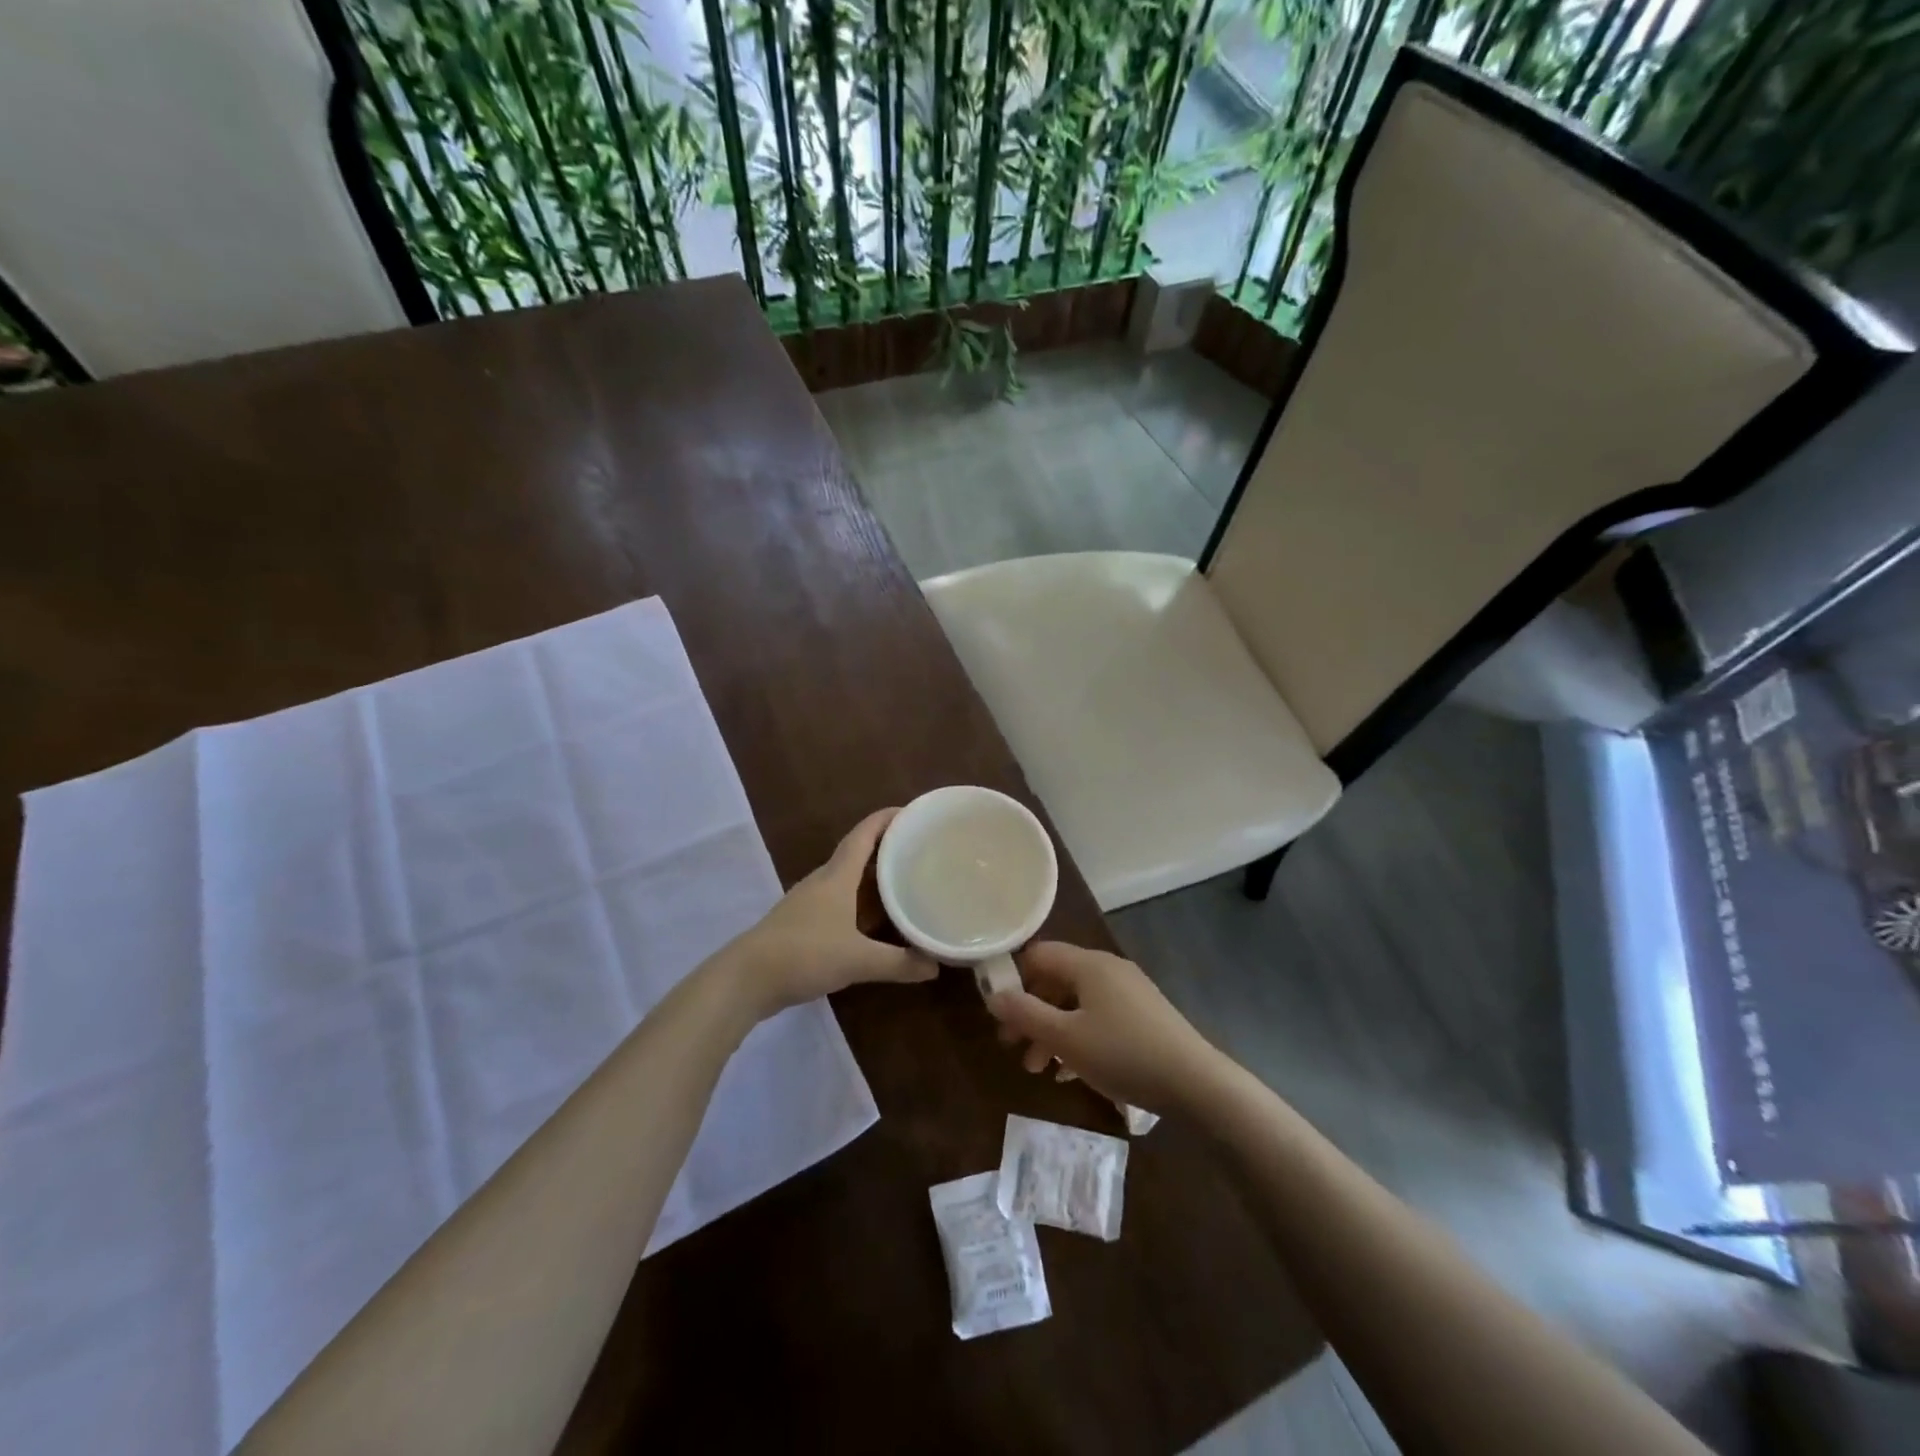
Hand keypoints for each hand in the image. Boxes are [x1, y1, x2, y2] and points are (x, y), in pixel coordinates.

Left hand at [728, 808, 935, 1017]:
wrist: (746, 979)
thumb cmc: (804, 954)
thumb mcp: (858, 960)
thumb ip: (899, 963)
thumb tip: (935, 966)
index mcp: (837, 876)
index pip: (864, 835)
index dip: (887, 819)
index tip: (913, 812)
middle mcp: (823, 881)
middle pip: (857, 853)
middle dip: (887, 847)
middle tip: (919, 849)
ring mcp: (809, 902)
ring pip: (847, 879)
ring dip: (873, 876)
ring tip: (903, 881)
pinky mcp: (802, 923)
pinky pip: (839, 901)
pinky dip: (860, 902)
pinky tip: (873, 920)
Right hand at [986, 942, 1225, 1114]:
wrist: (1195, 1083)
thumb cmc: (1122, 1053)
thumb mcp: (1065, 1038)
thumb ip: (1025, 1015)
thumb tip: (993, 996)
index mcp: (1088, 964)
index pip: (1038, 955)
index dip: (1013, 977)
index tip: (997, 1011)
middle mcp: (1107, 969)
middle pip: (1056, 981)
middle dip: (1030, 1012)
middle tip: (1010, 1046)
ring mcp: (1128, 992)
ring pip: (1076, 1004)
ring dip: (1051, 1031)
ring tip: (1037, 1069)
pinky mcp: (1143, 1017)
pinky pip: (1098, 1018)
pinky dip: (1078, 1038)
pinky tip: (1068, 1073)